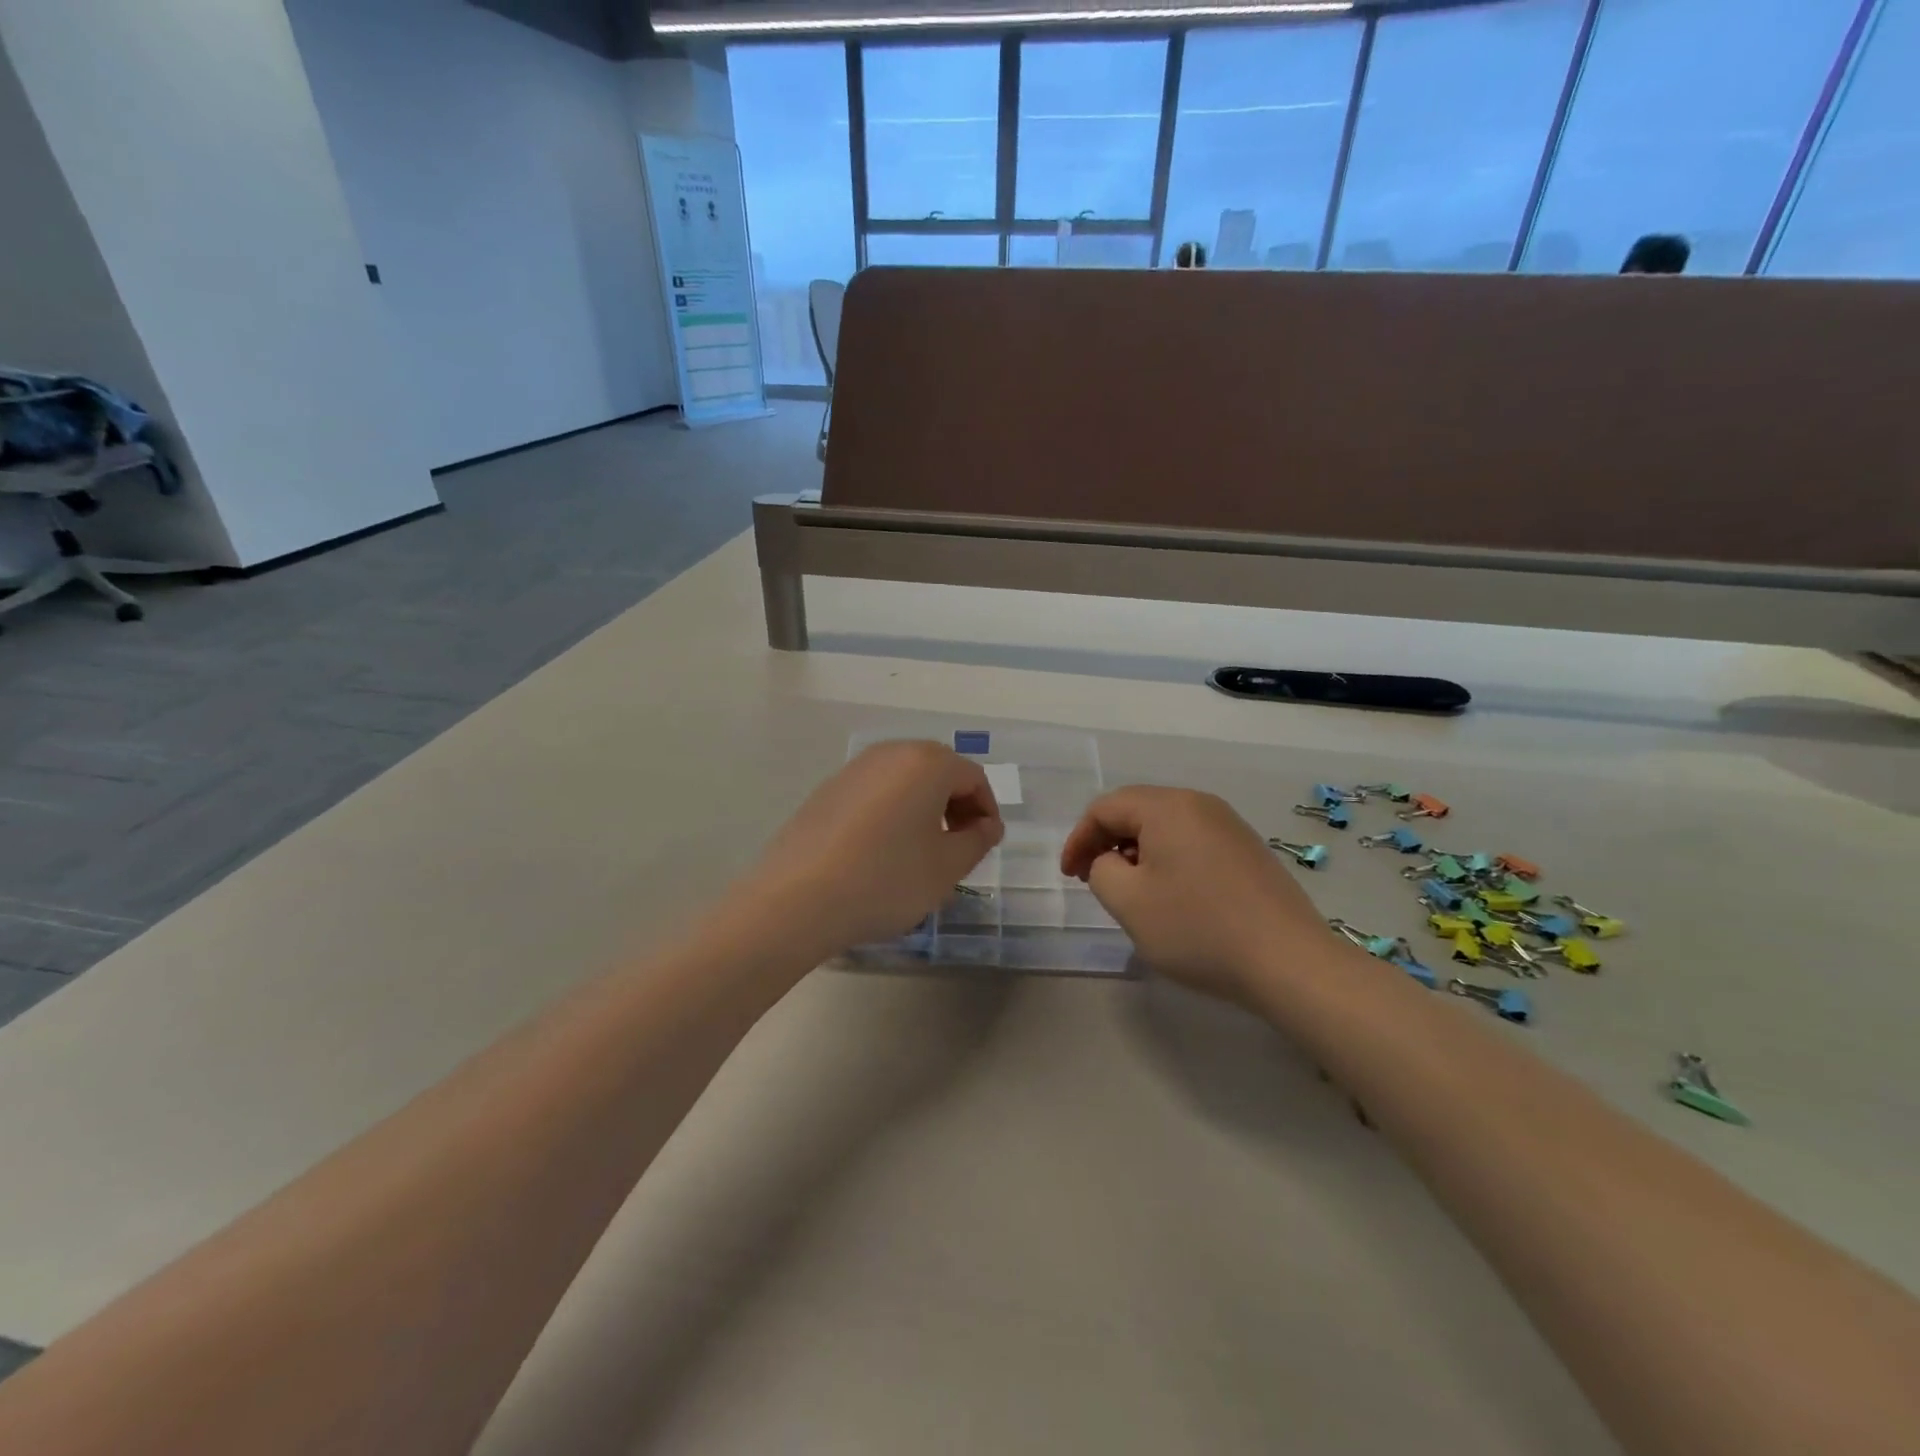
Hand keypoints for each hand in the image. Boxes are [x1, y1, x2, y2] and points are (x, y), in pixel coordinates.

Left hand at [746, 740, 1004, 957]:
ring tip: (920, 852)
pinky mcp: (826, 791)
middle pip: (938, 771)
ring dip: (923, 808)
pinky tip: (881, 853)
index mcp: (926, 763)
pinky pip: (874, 793)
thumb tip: (985, 826)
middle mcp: (889, 754)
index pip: (973, 777)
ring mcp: (852, 770)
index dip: (987, 811)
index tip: (985, 846)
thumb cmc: (886, 880)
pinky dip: (890, 813)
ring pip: (904, 780)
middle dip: (956, 805)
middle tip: (958, 847)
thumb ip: (977, 841)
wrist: (797, 900)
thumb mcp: (946, 868)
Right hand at [1060, 786, 1327, 1004]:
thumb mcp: (1129, 902)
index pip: (1105, 808)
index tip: (1070, 877)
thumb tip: (1112, 860)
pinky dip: (1168, 860)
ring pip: (1166, 827)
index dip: (1079, 839)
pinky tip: (1172, 896)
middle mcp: (1200, 804)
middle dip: (1107, 842)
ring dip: (1137, 852)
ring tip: (1131, 891)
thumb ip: (1102, 870)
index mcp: (1168, 807)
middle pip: (1136, 810)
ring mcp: (1229, 826)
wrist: (1289, 962)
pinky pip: (1193, 842)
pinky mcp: (1248, 850)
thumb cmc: (1199, 929)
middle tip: (1094, 880)